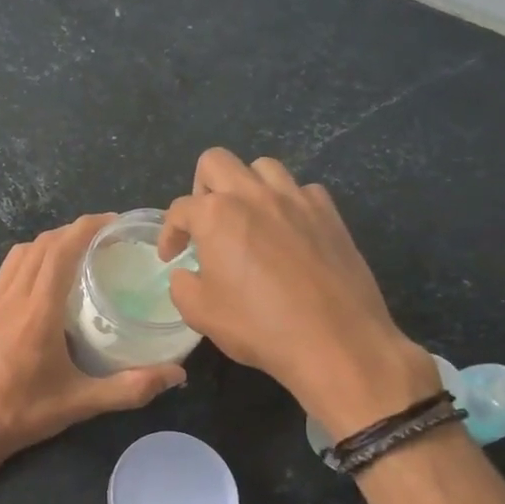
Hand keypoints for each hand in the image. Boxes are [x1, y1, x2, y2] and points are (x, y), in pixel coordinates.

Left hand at [0, 214, 186, 467]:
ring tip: (74, 253)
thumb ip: (129, 388)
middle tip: (103, 237)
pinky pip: (5, 274)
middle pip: (40, 246)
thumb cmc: (20, 414)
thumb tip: (177, 375)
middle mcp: (12, 299)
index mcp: (37, 311)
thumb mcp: (80, 404)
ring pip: (18, 256)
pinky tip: (41, 285)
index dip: (86, 228)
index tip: (112, 221)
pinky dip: (27, 262)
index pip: (60, 251)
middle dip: (71, 232)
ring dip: (47, 244)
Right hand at [158, 149, 436, 430]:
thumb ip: (182, 285)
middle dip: (201, 189)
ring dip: (246, 187)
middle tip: (205, 224)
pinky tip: (287, 233)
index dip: (169, 234)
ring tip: (247, 220)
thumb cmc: (258, 326)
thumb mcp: (199, 313)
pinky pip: (302, 190)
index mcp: (216, 214)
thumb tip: (187, 273)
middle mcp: (254, 195)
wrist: (334, 341)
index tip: (172, 257)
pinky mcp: (329, 214)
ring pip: (262, 167)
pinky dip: (287, 204)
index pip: (180, 209)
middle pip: (216, 162)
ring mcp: (297, 199)